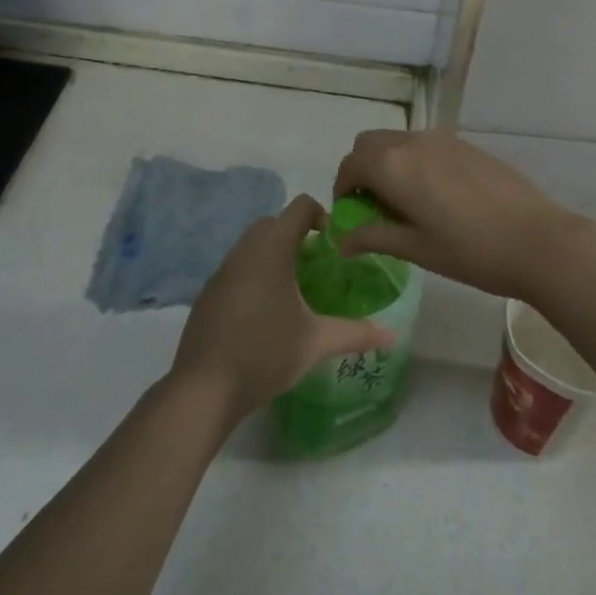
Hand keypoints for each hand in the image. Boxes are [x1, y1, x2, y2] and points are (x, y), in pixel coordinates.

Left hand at [170, 195, 394, 423]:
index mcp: (272, 249)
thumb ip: (355, 333)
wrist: (204, 387)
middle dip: (296, 233)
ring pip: (251, 244)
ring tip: (294, 288)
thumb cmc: (265, 353)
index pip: (299, 207)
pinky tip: (264, 311)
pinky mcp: (208, 292)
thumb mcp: (316, 342)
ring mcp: (222, 270)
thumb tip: (392, 336)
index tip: (334, 243)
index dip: (320, 214)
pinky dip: (254, 273)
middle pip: (273, 222)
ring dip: (273, 253)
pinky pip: (236, 267)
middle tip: (316, 264)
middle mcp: (245, 250)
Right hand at [332, 130, 585, 300]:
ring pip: (397, 141)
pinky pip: (424, 145)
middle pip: (369, 144)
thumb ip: (373, 237)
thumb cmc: (470, 251)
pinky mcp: (465, 143)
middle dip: (362, 169)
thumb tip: (340, 240)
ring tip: (406, 203)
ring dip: (388, 163)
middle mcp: (412, 142)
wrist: (537, 240)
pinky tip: (437, 195)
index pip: (349, 165)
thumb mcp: (415, 248)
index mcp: (393, 166)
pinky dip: (414, 161)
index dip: (343, 189)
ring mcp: (441, 139)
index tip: (352, 216)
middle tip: (374, 206)